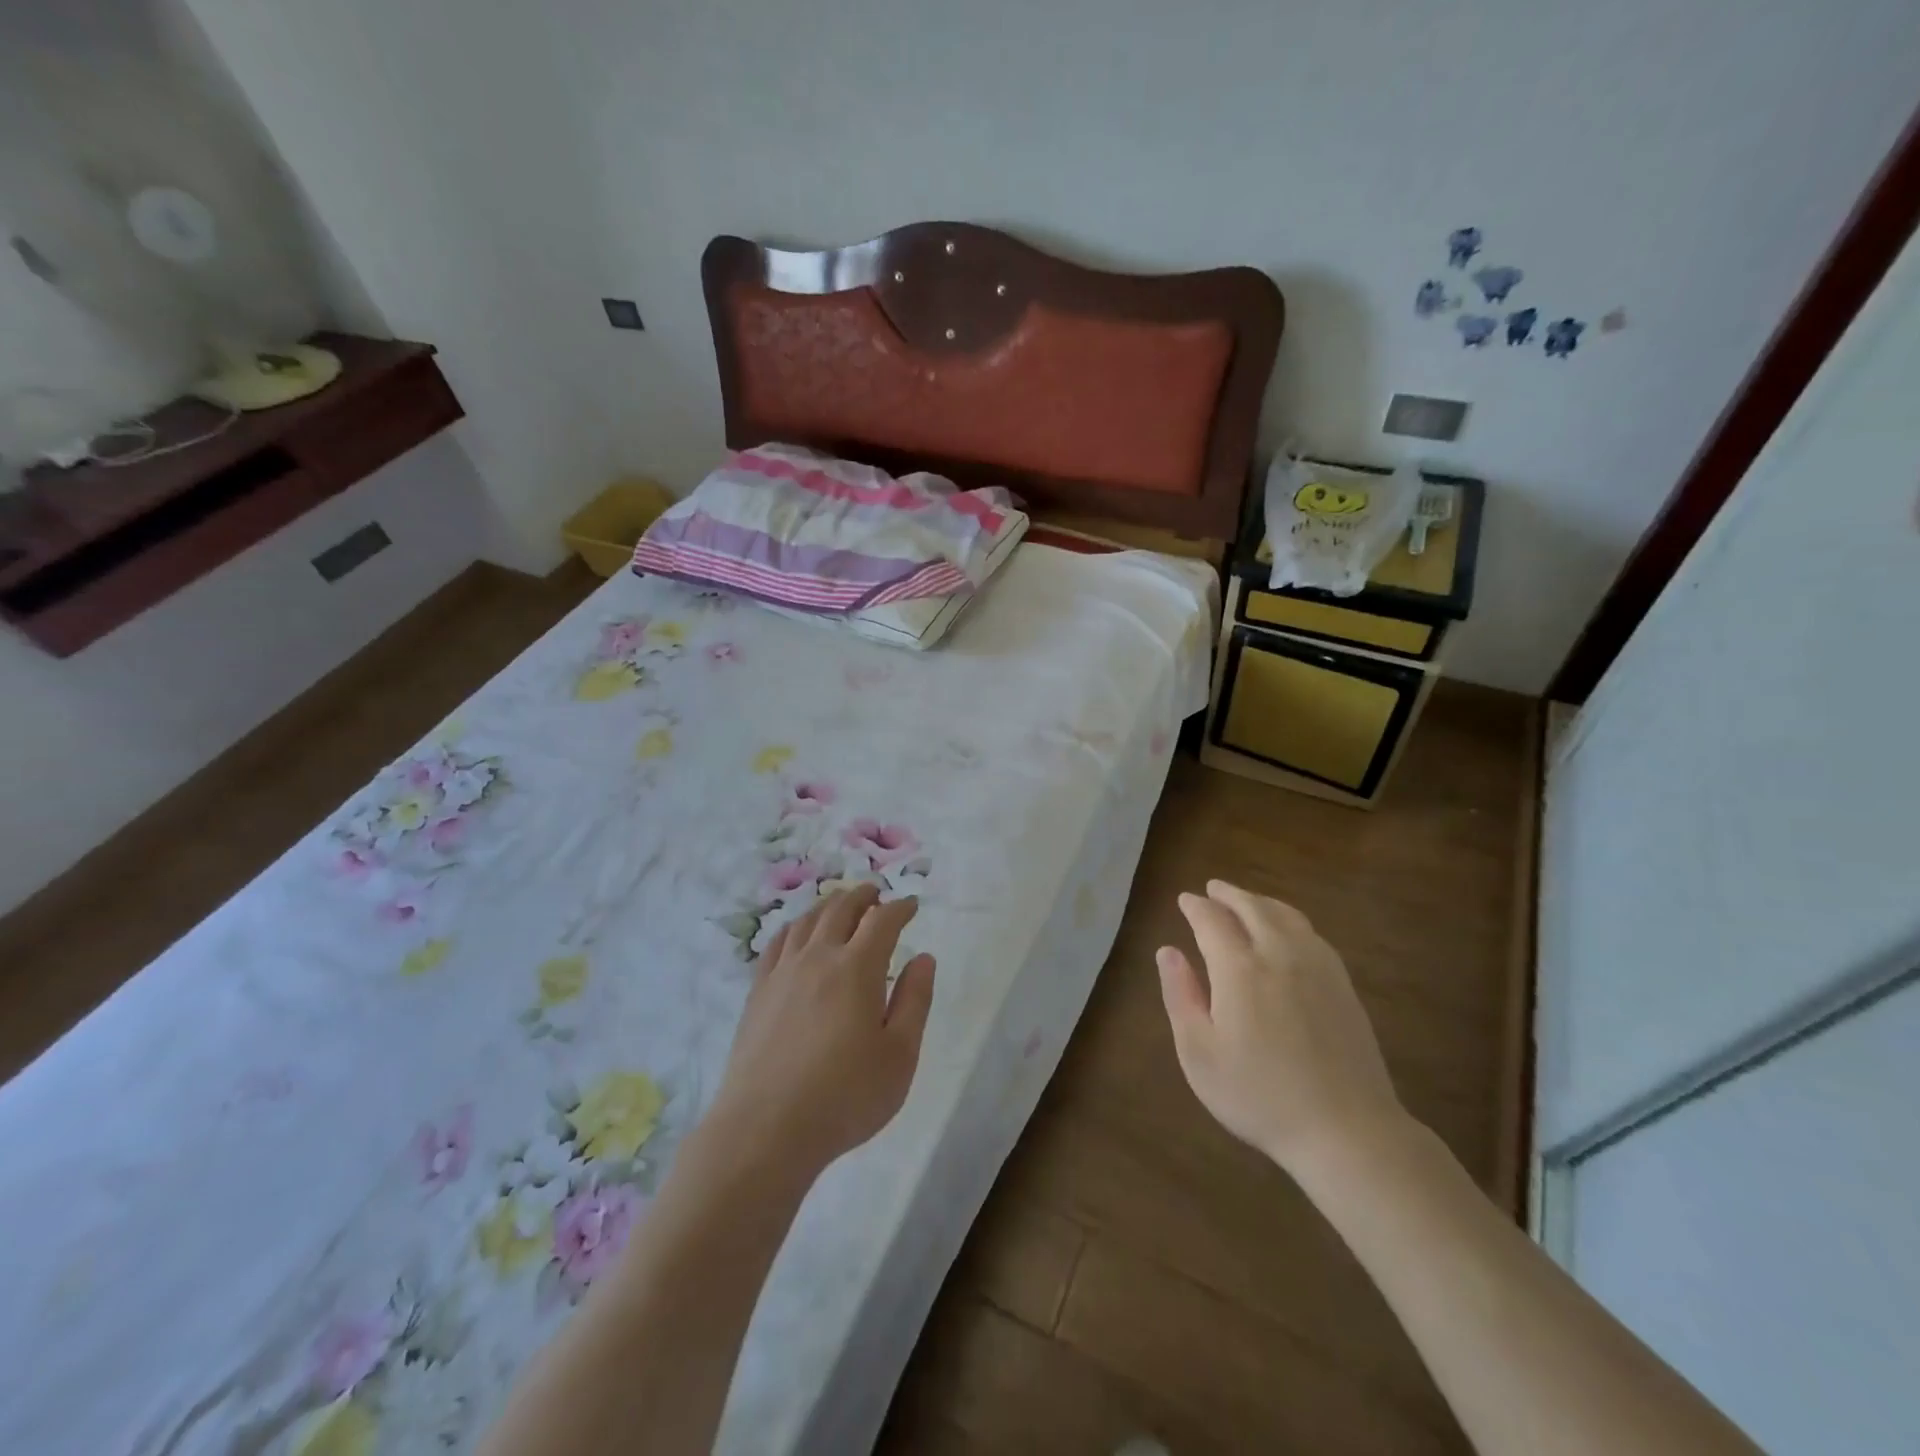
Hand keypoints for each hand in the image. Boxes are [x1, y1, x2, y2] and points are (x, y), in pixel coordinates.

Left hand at [710, 885, 935, 1176]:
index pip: (882, 920)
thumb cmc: (845, 1097)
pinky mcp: (757, 992)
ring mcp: (782, 972)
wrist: (765, 1129)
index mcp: (857, 968)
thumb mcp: (899, 1055)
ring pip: (807, 920)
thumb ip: (915, 1000)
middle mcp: (818, 957)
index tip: (911, 905)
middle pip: (840, 908)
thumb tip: (923, 957)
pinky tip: (798, 934)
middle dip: (863, 895)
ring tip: (841, 905)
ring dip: (829, 905)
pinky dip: (795, 927)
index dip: (900, 907)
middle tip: (876, 893)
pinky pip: (777, 943)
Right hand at [1157, 879, 1406, 1176]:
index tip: (1184, 900)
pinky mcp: (1343, 984)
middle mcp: (1279, 954)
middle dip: (1229, 894)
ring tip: (1246, 902)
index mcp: (1239, 968)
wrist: (1346, 1130)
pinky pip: (1311, 933)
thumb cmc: (1259, 1095)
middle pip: (1252, 908)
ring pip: (1286, 915)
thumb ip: (1180, 995)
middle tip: (1212, 889)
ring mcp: (1317, 966)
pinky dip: (1289, 919)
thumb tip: (1167, 951)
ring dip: (1260, 902)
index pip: (1212, 921)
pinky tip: (1287, 931)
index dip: (1195, 907)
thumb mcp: (1199, 1053)